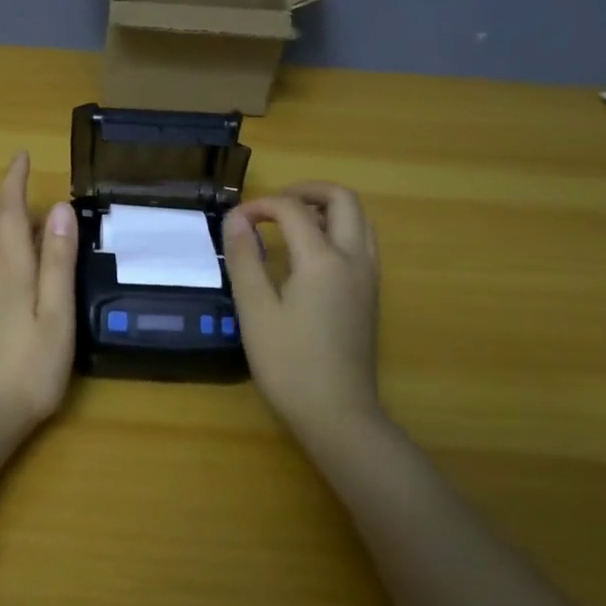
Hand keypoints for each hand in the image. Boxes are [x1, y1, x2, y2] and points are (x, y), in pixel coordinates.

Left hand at [0, 153, 77, 427]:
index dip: (13, 181)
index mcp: (9, 267)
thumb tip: (59, 209)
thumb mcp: (56, 313)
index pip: (7, 210)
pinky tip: (15, 257)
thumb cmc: (29, 366)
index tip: (21, 156)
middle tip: (22, 182)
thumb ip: (58, 261)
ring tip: (23, 212)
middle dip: (2, 196)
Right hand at [222, 181, 381, 434]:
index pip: (293, 210)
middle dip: (307, 191)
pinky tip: (311, 254)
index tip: (235, 222)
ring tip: (292, 222)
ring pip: (359, 220)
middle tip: (274, 204)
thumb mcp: (256, 310)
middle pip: (342, 200)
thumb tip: (236, 219)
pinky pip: (362, 242)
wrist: (338, 414)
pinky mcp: (371, 295)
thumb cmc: (289, 364)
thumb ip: (245, 259)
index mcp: (323, 259)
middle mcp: (354, 259)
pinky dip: (339, 230)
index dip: (260, 206)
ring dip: (327, 208)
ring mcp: (368, 277)